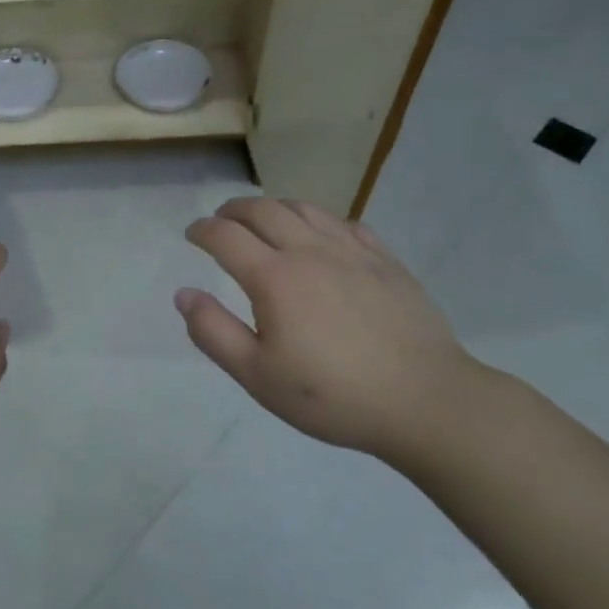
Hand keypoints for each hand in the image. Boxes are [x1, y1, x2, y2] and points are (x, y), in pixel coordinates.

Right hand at [176, 198, 488, 460]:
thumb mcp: (258, 376)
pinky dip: (319, 219)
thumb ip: (214, 332)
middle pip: (263, 210)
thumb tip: (184, 294)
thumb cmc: (332, 395)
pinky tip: (319, 234)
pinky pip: (345, 223)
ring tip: (263, 219)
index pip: (226, 236)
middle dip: (234, 210)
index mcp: (274, 278)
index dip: (202, 230)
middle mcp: (309, 251)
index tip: (192, 234)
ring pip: (304, 208)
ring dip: (274, 206)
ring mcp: (352, 251)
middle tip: (221, 220)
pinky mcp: (385, 261)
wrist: (424, 401)